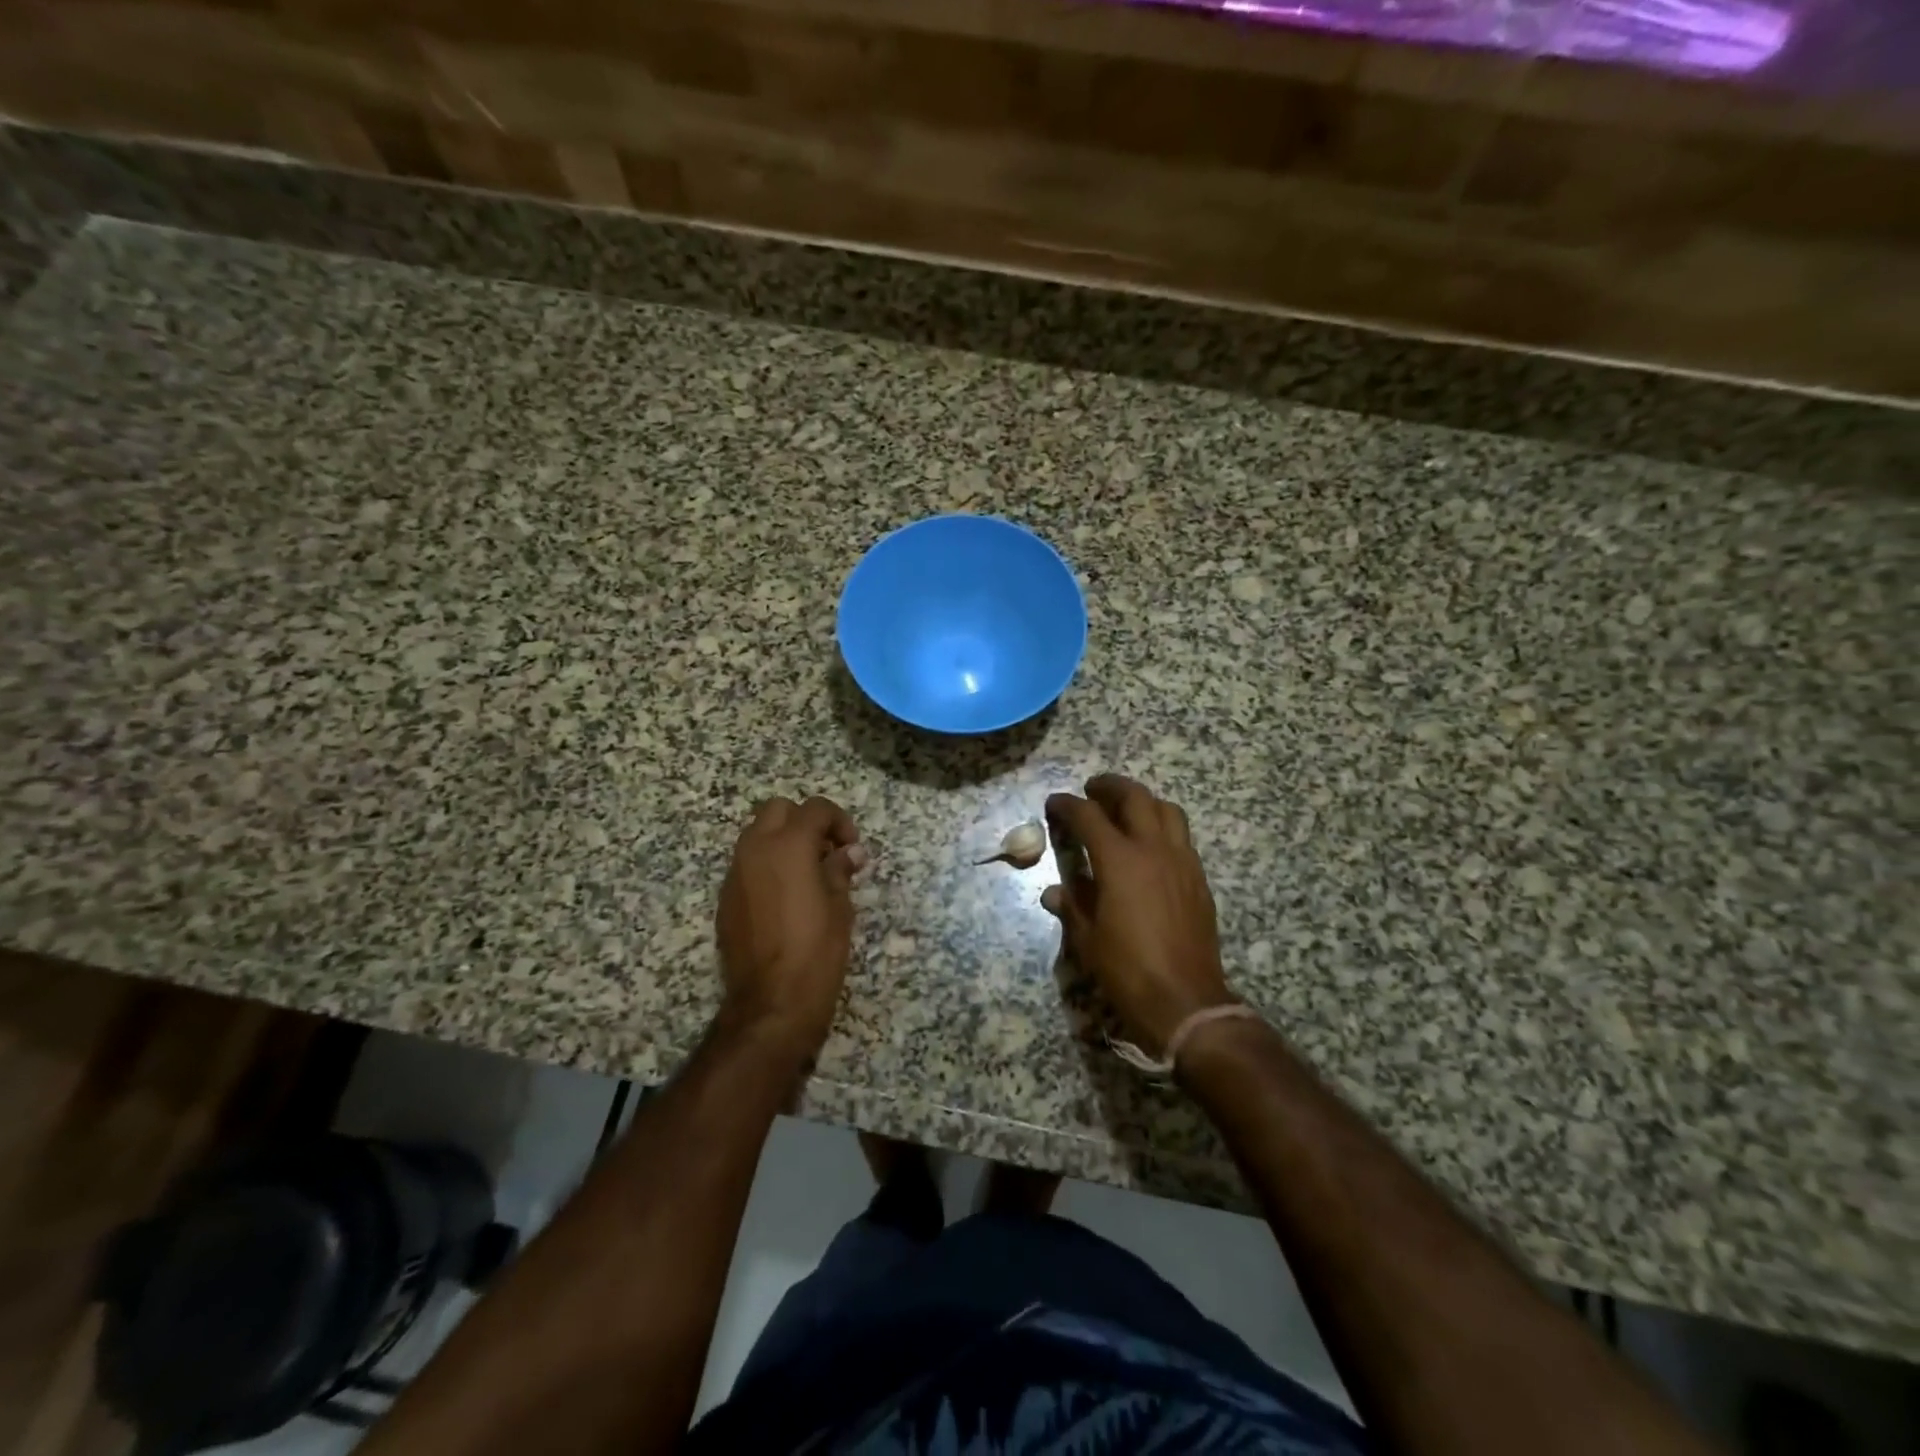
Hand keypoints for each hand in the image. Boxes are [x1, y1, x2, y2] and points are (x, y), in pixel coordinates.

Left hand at [716, 796, 867, 1054]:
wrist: (771, 1002)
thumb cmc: (816, 951)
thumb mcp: (840, 907)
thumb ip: (840, 870)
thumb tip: (849, 853)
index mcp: (788, 846)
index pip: (815, 809)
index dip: (839, 821)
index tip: (851, 848)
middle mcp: (755, 850)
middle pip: (777, 810)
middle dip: (804, 822)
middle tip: (826, 852)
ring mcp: (735, 874)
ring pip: (757, 835)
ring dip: (782, 842)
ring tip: (807, 875)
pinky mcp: (725, 899)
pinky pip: (747, 865)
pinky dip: (767, 866)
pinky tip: (785, 898)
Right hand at [1043, 775, 1233, 1055]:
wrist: (1186, 999)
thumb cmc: (1128, 969)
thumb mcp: (1088, 938)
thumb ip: (1072, 905)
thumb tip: (1053, 891)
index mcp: (1120, 860)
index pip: (1089, 816)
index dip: (1068, 805)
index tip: (1055, 803)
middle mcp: (1153, 850)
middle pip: (1135, 798)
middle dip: (1110, 787)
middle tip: (1092, 790)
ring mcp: (1182, 861)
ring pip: (1167, 810)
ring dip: (1143, 801)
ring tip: (1126, 811)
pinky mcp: (1198, 879)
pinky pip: (1182, 837)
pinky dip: (1163, 827)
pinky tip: (1150, 846)